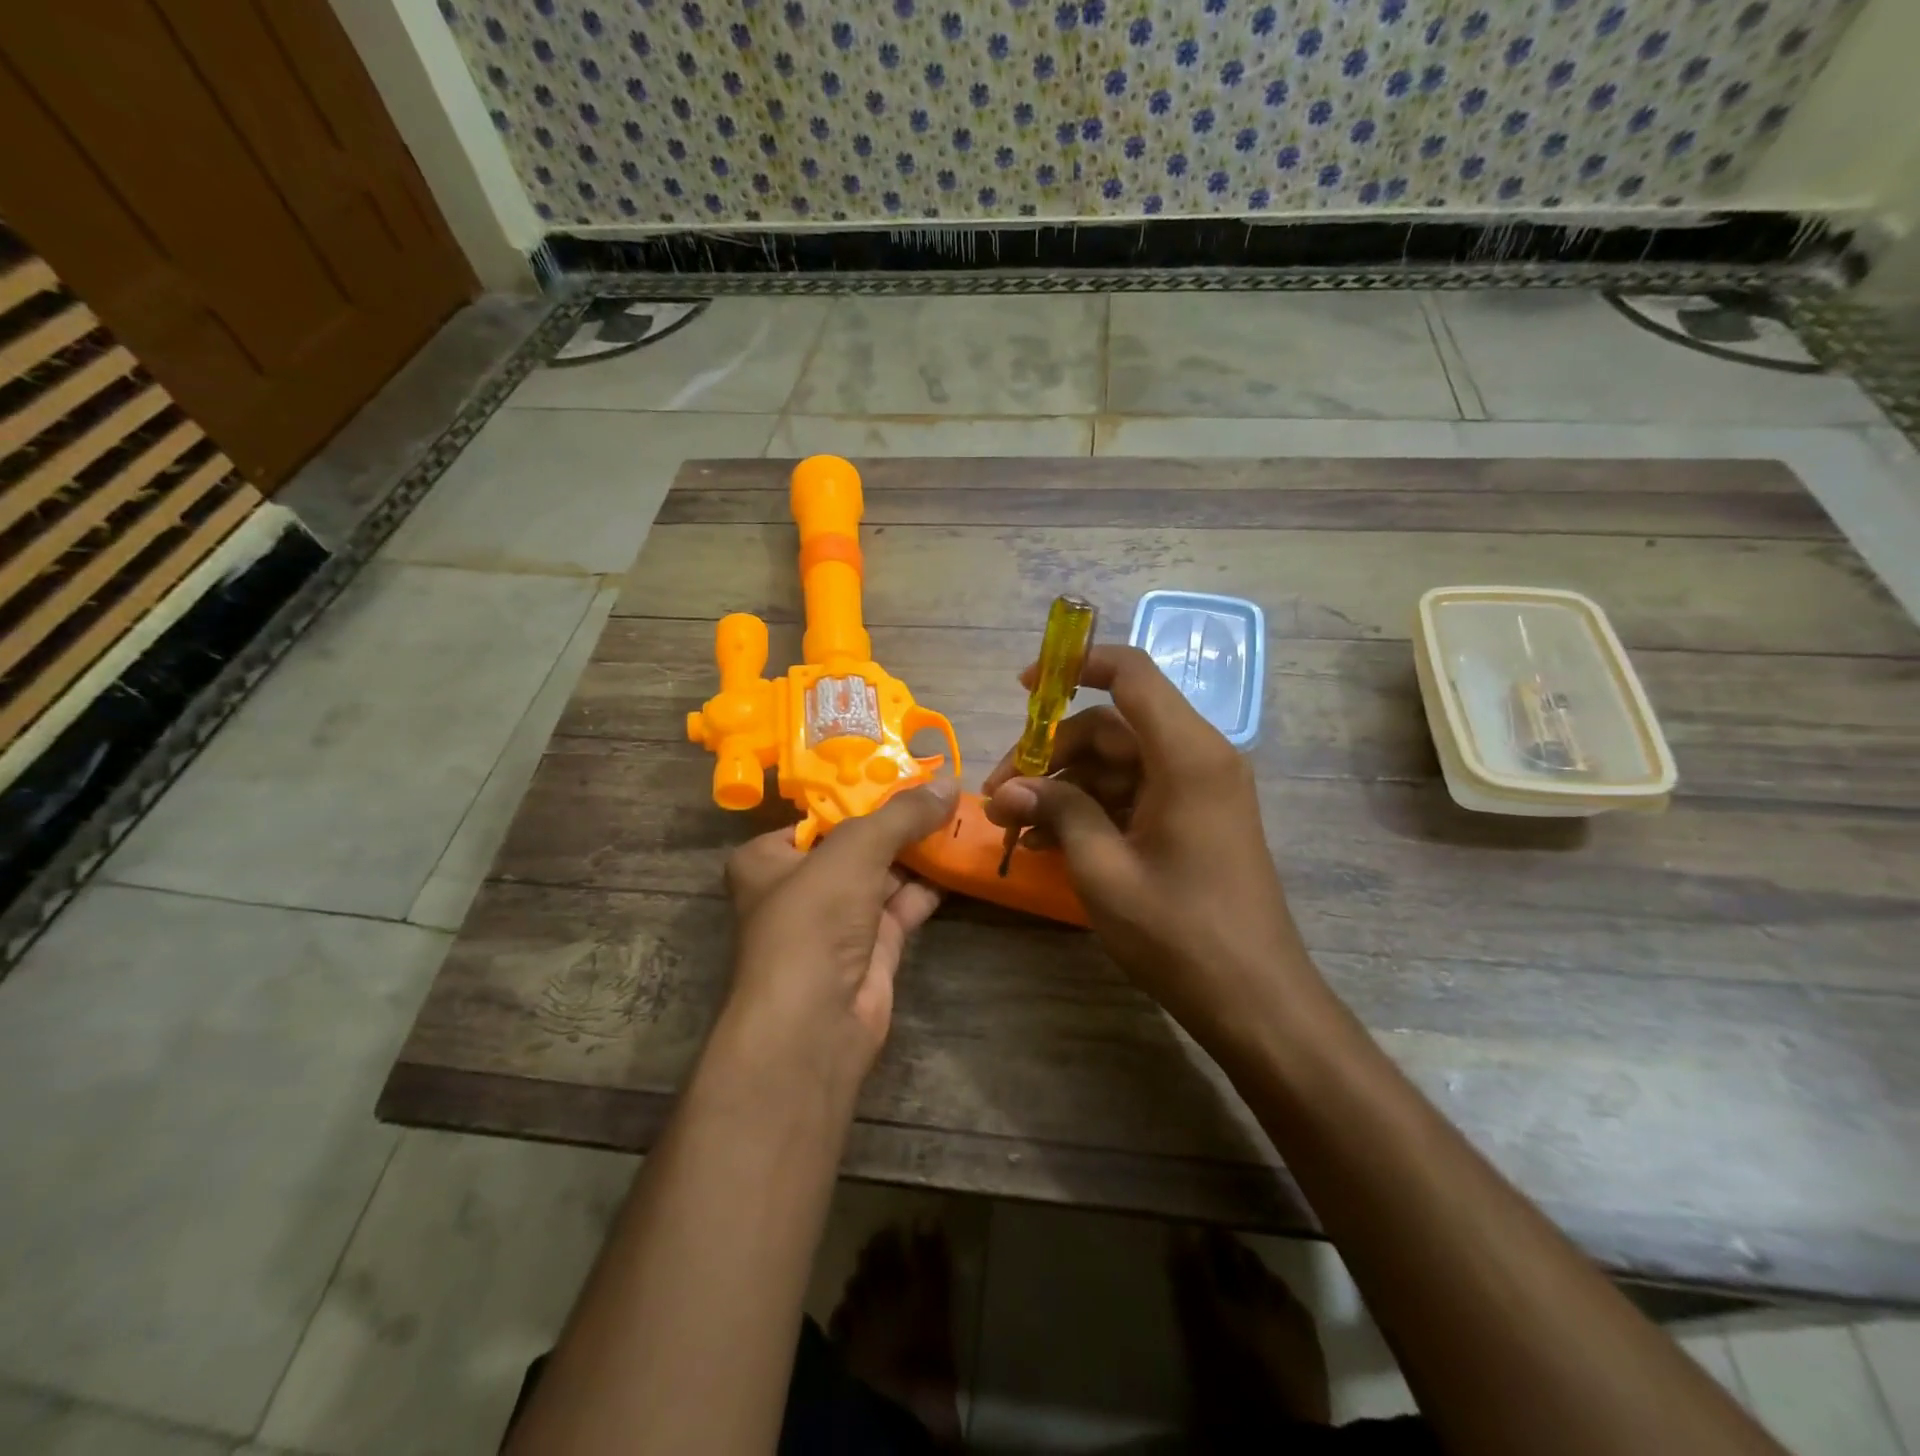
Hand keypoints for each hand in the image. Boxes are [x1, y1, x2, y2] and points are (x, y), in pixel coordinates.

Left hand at [721, 779, 958, 1096]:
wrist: (814, 1024)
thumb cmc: (813, 919)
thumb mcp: (854, 849)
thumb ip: (901, 814)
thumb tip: (948, 782)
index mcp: (768, 858)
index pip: (819, 814)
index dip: (862, 791)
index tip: (906, 768)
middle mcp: (799, 886)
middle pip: (856, 842)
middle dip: (899, 820)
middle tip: (943, 789)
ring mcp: (837, 920)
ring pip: (884, 873)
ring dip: (919, 849)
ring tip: (961, 814)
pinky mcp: (872, 947)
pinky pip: (904, 904)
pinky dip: (930, 883)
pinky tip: (960, 857)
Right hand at [982, 646, 1320, 1048]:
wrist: (1256, 1002)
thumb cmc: (1180, 933)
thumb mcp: (1104, 871)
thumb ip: (1058, 813)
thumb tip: (1011, 788)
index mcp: (1186, 755)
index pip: (1131, 674)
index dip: (1075, 666)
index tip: (1024, 687)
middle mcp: (1197, 758)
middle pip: (1111, 726)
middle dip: (1050, 755)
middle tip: (1000, 796)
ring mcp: (1196, 790)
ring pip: (1115, 763)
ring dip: (1063, 788)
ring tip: (1012, 827)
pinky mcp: (1192, 818)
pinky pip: (1131, 794)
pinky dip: (1089, 809)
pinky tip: (1045, 841)